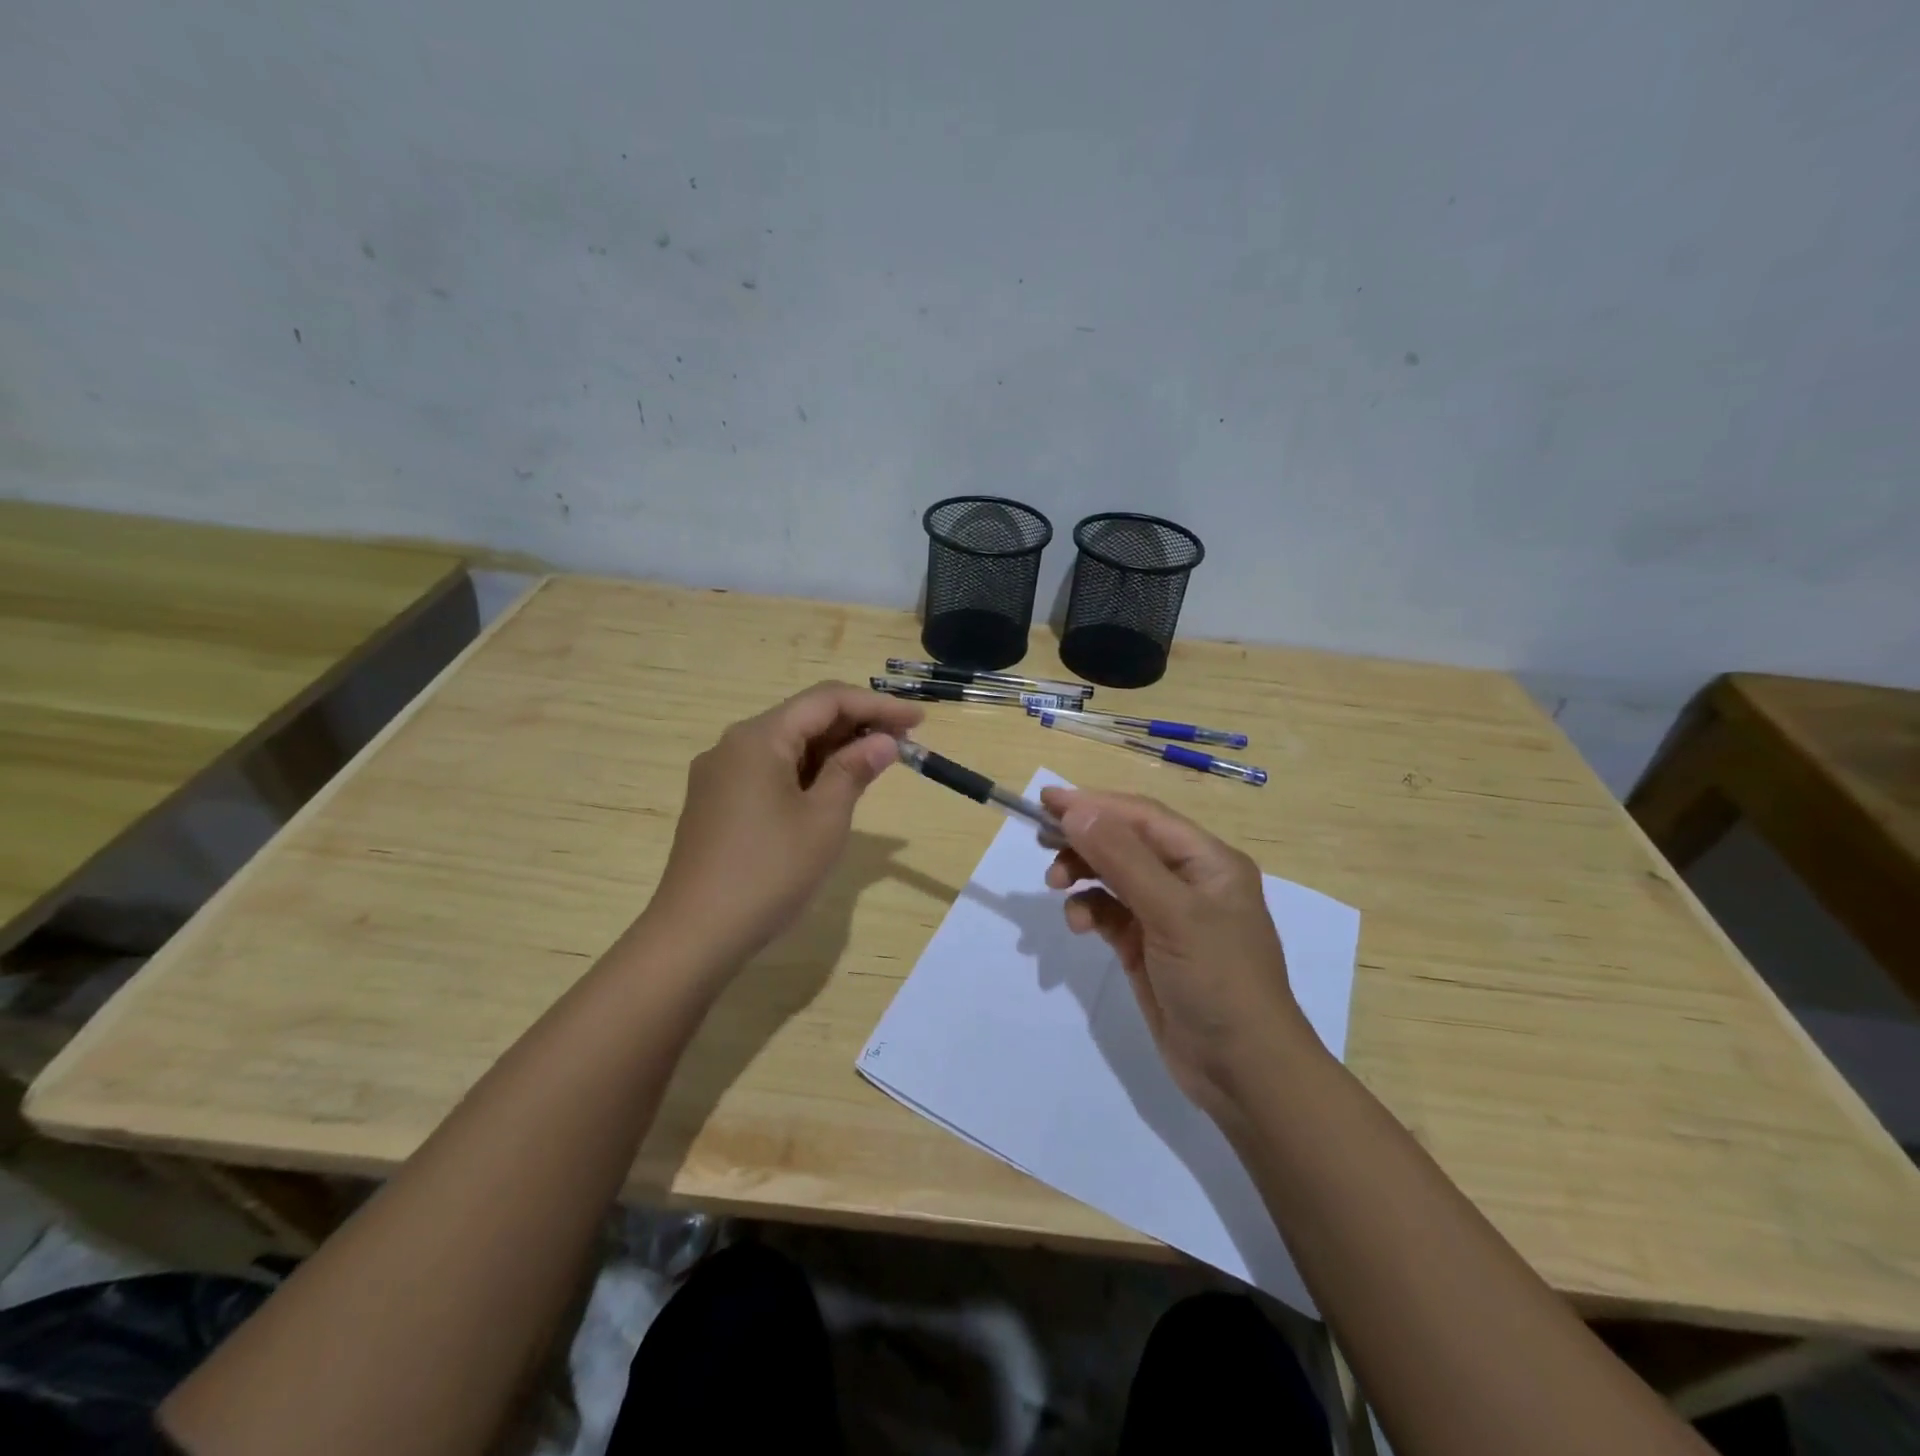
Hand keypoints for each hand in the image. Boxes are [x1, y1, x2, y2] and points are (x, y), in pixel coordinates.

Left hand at [645, 682, 922, 968]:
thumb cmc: (768, 872)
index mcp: (758, 738)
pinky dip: (806, 772)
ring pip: (786, 746)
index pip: (826, 700)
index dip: (877, 706)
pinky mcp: (716, 803)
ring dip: (832, 751)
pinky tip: (831, 789)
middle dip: (856, 726)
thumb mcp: (824, 820)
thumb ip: (854, 771)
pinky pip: (769, 771)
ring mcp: (720, 775)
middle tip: (903, 745)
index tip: (918, 722)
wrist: (695, 935)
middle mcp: (733, 745)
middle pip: (803, 718)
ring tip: (875, 765)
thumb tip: (883, 742)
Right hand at [1040, 787, 1313, 1115]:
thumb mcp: (1173, 914)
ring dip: (1083, 874)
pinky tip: (1079, 924)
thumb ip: (1122, 859)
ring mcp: (1167, 915)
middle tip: (1042, 839)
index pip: (1143, 816)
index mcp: (1207, 860)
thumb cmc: (1218, 981)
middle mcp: (1188, 880)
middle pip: (1125, 842)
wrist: (1243, 1072)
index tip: (1046, 801)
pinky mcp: (1147, 946)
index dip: (1094, 804)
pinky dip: (1089, 911)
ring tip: (1055, 884)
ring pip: (1113, 876)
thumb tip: (1076, 811)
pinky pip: (1110, 913)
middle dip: (1085, 839)